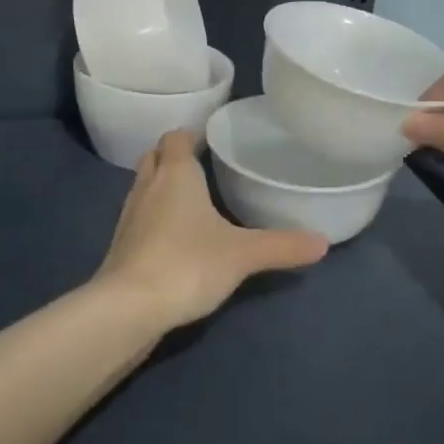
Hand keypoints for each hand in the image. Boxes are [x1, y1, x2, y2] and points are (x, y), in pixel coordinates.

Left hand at [94, 132, 327, 330]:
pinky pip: (139, 218)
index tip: (212, 142)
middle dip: (173, 157)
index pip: (176, 137)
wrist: (129, 307)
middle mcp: (147, 186)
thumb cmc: (187, 263)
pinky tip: (174, 238)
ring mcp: (129, 216)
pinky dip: (153, 218)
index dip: (191, 135)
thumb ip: (282, 245)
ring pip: (144, 187)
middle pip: (154, 156)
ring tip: (191, 200)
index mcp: (175, 174)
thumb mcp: (243, 254)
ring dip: (161, 187)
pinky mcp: (121, 245)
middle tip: (202, 167)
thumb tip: (323, 242)